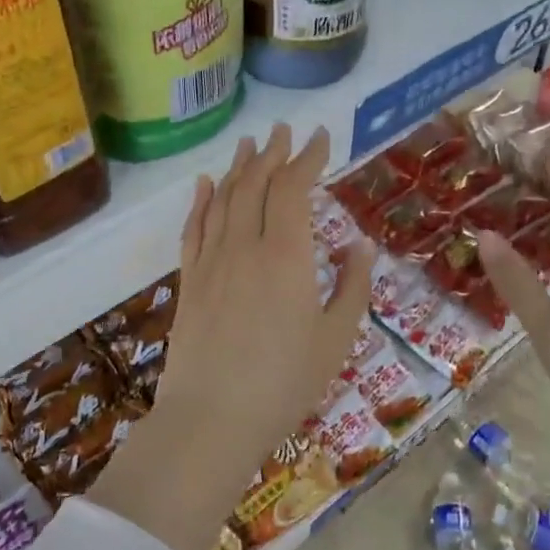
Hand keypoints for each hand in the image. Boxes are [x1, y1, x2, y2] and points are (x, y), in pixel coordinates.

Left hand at [90, 125, 375, 549]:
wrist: (211, 417)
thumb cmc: (284, 383)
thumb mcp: (335, 339)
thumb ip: (351, 287)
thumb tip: (361, 245)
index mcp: (287, 256)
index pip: (294, 189)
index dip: (306, 158)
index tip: (318, 138)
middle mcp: (245, 246)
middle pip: (256, 185)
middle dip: (272, 154)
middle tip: (282, 131)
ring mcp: (211, 262)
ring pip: (224, 201)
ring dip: (238, 169)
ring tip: (248, 144)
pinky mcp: (189, 282)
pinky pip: (194, 230)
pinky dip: (201, 202)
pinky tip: (206, 185)